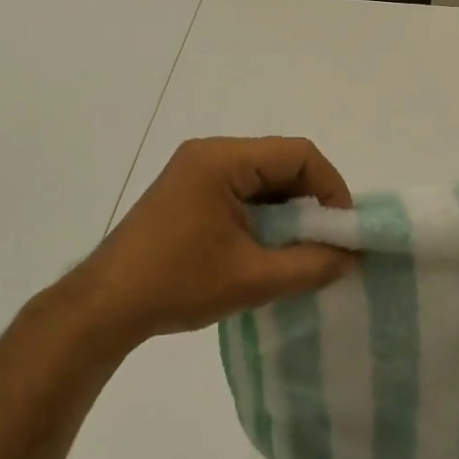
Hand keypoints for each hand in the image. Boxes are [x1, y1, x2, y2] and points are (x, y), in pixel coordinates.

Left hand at [67, 137, 356, 351]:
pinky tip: (267, 247)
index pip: (298, 153)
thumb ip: (311, 264)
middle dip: (310, 200)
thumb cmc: (178, 284)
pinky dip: (263, 213)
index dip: (330, 187)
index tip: (342, 230)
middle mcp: (209, 153)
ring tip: (300, 250)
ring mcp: (194, 170)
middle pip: (280, 161)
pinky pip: (240, 189)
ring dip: (287, 209)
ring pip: (261, 177)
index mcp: (223, 159)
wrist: (105, 305)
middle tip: (326, 242)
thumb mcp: (253, 279)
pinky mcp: (187, 191)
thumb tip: (352, 256)